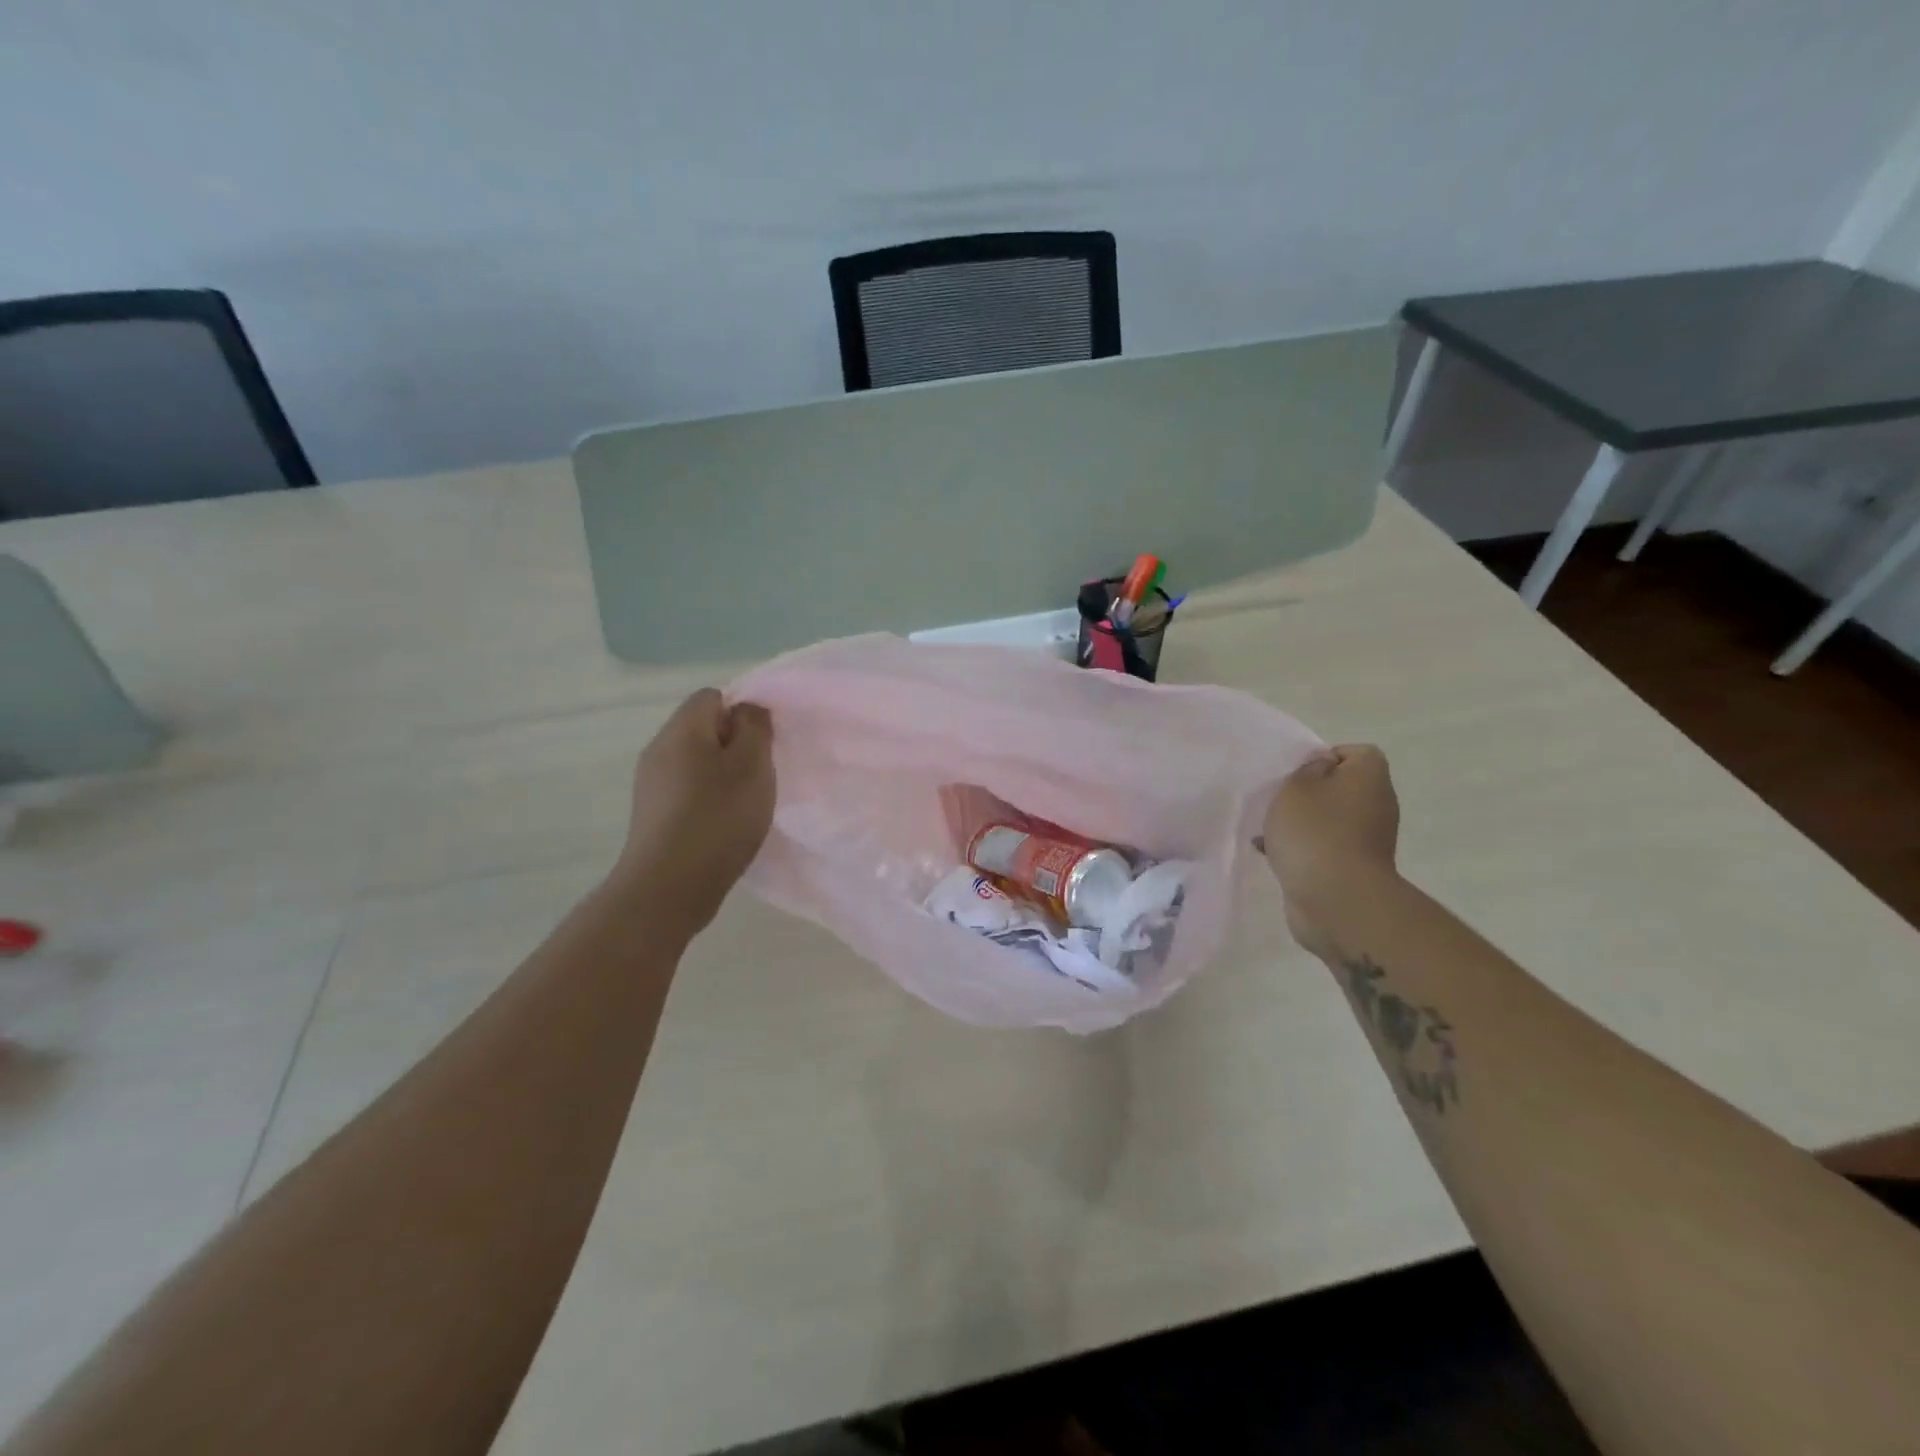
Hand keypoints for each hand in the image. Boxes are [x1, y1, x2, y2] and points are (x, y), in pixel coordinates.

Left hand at [611, 689, 774, 935]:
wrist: (669, 887)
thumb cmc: (718, 818)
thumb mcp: (752, 765)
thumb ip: (754, 728)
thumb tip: (746, 710)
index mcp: (681, 729)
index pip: (713, 696)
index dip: (742, 714)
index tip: (762, 746)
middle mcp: (659, 749)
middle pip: (702, 729)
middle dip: (735, 746)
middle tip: (759, 776)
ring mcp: (651, 784)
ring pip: (695, 762)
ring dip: (722, 775)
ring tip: (744, 804)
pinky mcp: (652, 815)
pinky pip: (686, 790)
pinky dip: (708, 799)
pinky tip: (723, 825)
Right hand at [1261, 744, 1399, 954]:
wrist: (1336, 899)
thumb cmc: (1315, 831)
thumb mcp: (1297, 786)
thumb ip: (1305, 770)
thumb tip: (1320, 770)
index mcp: (1369, 777)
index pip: (1356, 753)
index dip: (1326, 756)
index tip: (1297, 771)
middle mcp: (1377, 804)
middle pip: (1341, 787)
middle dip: (1308, 792)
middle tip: (1279, 799)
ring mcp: (1368, 839)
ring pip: (1330, 819)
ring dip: (1301, 822)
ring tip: (1268, 829)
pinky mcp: (1353, 868)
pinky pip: (1324, 847)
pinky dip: (1302, 848)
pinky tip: (1271, 854)